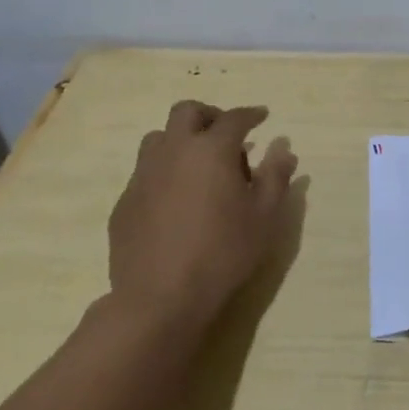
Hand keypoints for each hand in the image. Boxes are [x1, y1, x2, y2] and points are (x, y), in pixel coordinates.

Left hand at [105, 100, 297, 328]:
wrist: (160, 298)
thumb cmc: (223, 252)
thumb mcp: (264, 216)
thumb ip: (276, 176)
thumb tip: (283, 148)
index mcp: (211, 150)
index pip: (234, 118)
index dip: (251, 114)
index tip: (262, 117)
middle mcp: (173, 151)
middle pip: (187, 112)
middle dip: (210, 115)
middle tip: (226, 135)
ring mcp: (143, 175)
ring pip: (159, 138)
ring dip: (181, 140)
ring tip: (199, 166)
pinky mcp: (124, 201)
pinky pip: (145, 172)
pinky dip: (164, 172)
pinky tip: (177, 200)